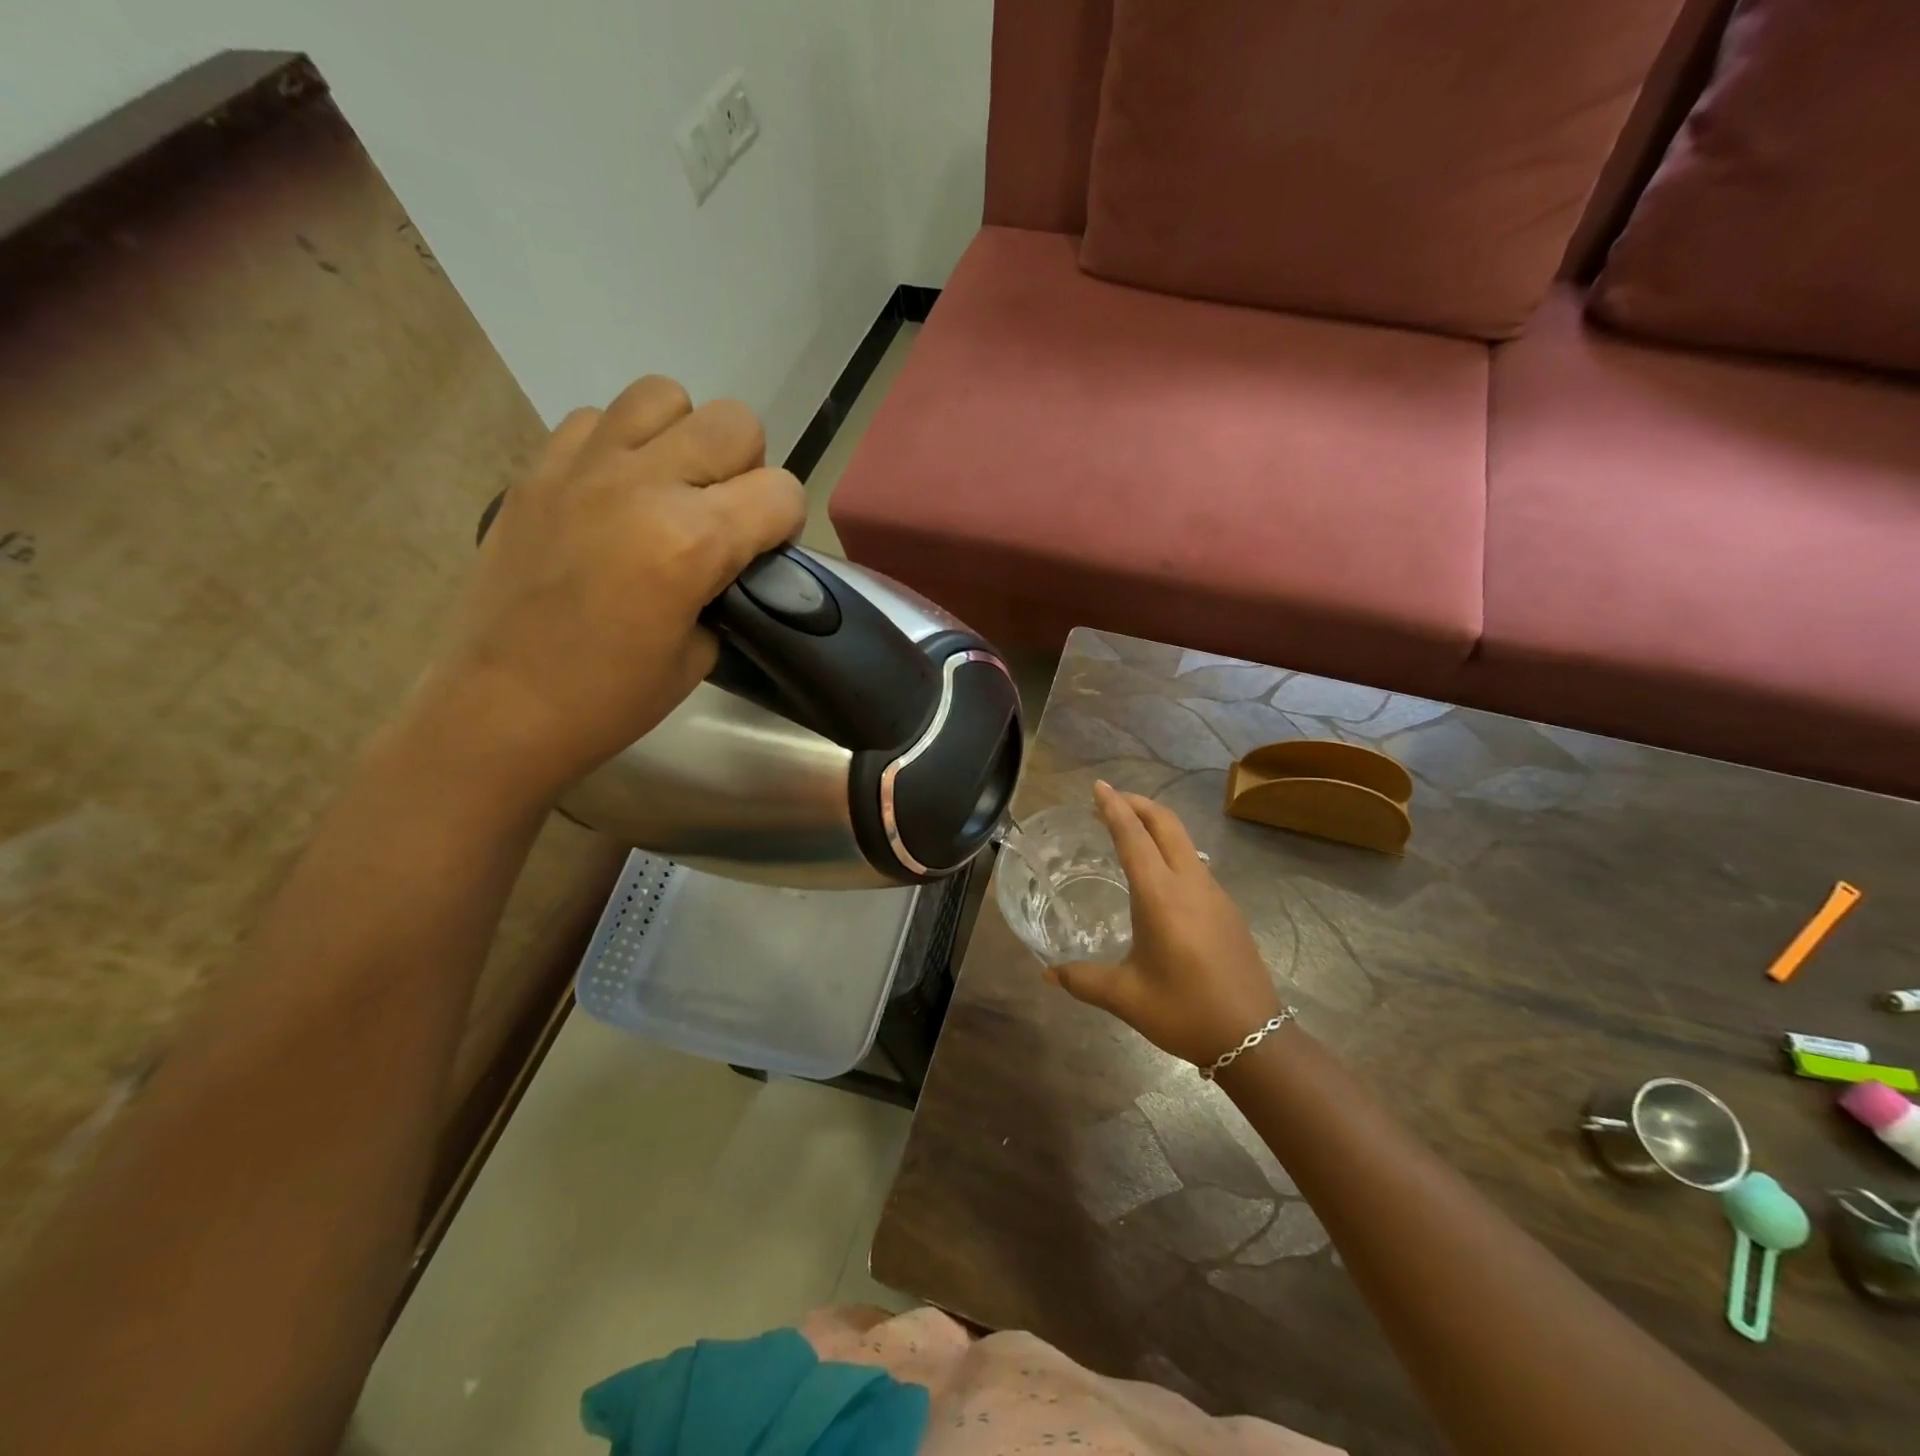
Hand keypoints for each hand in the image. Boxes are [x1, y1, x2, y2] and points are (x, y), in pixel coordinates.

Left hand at [404, 376, 805, 806]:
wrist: (501, 707)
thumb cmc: (610, 699)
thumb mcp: (701, 655)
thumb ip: (726, 590)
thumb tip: (729, 561)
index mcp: (693, 541)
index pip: (782, 491)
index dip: (785, 524)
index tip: (764, 554)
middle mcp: (644, 485)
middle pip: (734, 422)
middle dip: (746, 468)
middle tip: (721, 516)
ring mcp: (583, 467)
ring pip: (663, 396)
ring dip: (682, 439)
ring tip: (668, 489)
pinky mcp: (536, 469)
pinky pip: (596, 419)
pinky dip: (618, 446)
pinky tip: (612, 495)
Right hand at [1049, 782, 1283, 1066]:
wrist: (1255, 1038)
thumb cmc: (1185, 1012)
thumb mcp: (1126, 997)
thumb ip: (1083, 980)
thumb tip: (1047, 974)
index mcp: (1160, 896)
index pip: (1133, 837)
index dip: (1114, 808)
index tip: (1098, 787)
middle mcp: (1190, 883)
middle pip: (1166, 824)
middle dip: (1137, 804)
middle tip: (1110, 801)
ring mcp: (1214, 893)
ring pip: (1184, 840)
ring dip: (1156, 825)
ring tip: (1130, 832)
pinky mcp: (1227, 908)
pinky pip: (1194, 862)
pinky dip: (1170, 849)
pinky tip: (1158, 874)